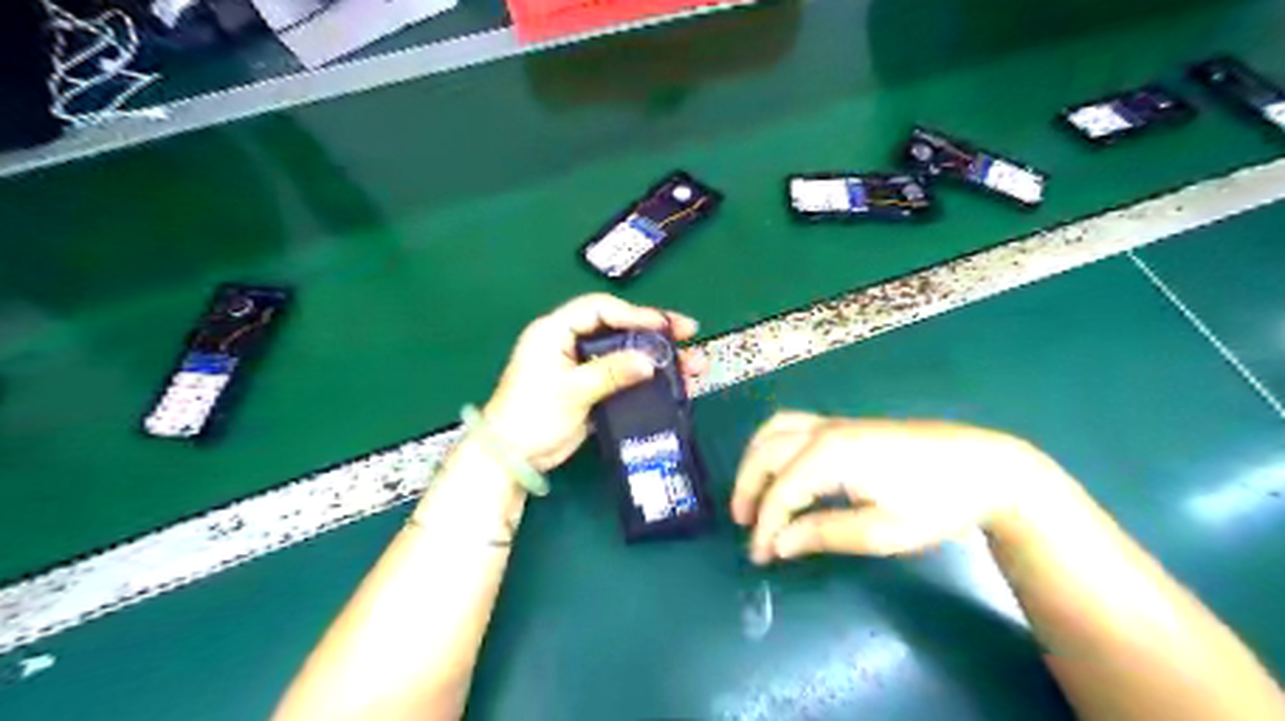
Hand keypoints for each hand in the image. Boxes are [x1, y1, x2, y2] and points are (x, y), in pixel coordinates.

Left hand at [481, 292, 706, 473]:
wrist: (513, 457)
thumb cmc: (532, 415)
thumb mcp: (571, 390)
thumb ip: (610, 372)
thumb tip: (649, 361)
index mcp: (555, 331)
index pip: (600, 310)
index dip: (634, 314)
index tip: (664, 325)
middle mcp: (571, 343)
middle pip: (619, 328)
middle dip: (655, 333)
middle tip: (689, 335)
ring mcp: (583, 367)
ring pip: (627, 353)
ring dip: (658, 358)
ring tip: (692, 365)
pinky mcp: (593, 389)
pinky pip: (624, 377)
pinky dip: (647, 380)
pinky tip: (673, 385)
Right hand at [727, 411, 1058, 563]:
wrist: (983, 467)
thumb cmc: (936, 503)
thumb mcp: (883, 531)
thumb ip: (824, 534)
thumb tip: (779, 544)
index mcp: (830, 455)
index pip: (781, 492)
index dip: (766, 526)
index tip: (760, 556)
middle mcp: (823, 431)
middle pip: (765, 453)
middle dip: (748, 489)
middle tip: (745, 525)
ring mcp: (833, 423)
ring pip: (772, 431)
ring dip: (755, 461)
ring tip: (753, 493)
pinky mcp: (844, 425)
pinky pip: (790, 426)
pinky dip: (772, 446)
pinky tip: (779, 467)